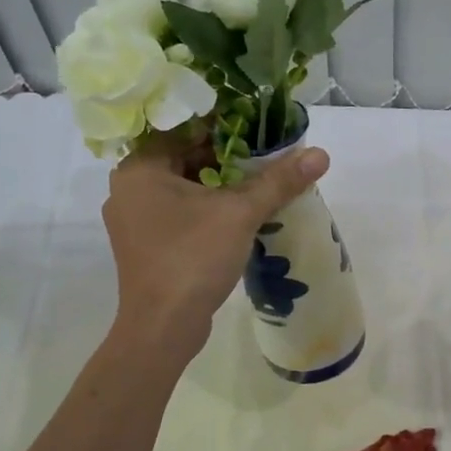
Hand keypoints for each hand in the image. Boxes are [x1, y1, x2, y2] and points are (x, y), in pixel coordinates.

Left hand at [103, 130, 328, 354]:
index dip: (221, 123)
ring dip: (218, 184)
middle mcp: (129, 188)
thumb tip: (321, 154)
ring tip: (259, 181)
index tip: (256, 124)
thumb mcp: (240, 213)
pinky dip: (206, 208)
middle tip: (264, 153)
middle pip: (182, 157)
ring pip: (182, 187)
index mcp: (139, 169)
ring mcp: (134, 220)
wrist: (163, 327)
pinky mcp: (146, 246)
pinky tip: (239, 213)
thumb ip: (278, 181)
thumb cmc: (192, 258)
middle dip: (225, 156)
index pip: (181, 128)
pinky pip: (179, 212)